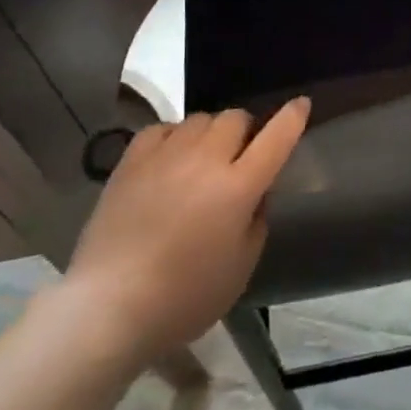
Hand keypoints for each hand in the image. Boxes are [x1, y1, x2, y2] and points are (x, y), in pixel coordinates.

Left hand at [55, 100, 309, 372]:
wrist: (109, 306)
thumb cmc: (183, 298)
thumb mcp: (240, 269)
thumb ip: (256, 221)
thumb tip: (255, 193)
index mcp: (238, 187)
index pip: (276, 138)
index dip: (292, 117)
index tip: (301, 104)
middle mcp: (206, 159)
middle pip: (236, 118)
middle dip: (244, 131)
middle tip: (238, 157)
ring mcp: (167, 154)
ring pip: (200, 119)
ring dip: (209, 134)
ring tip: (200, 160)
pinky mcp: (133, 158)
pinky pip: (163, 129)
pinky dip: (174, 137)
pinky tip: (169, 160)